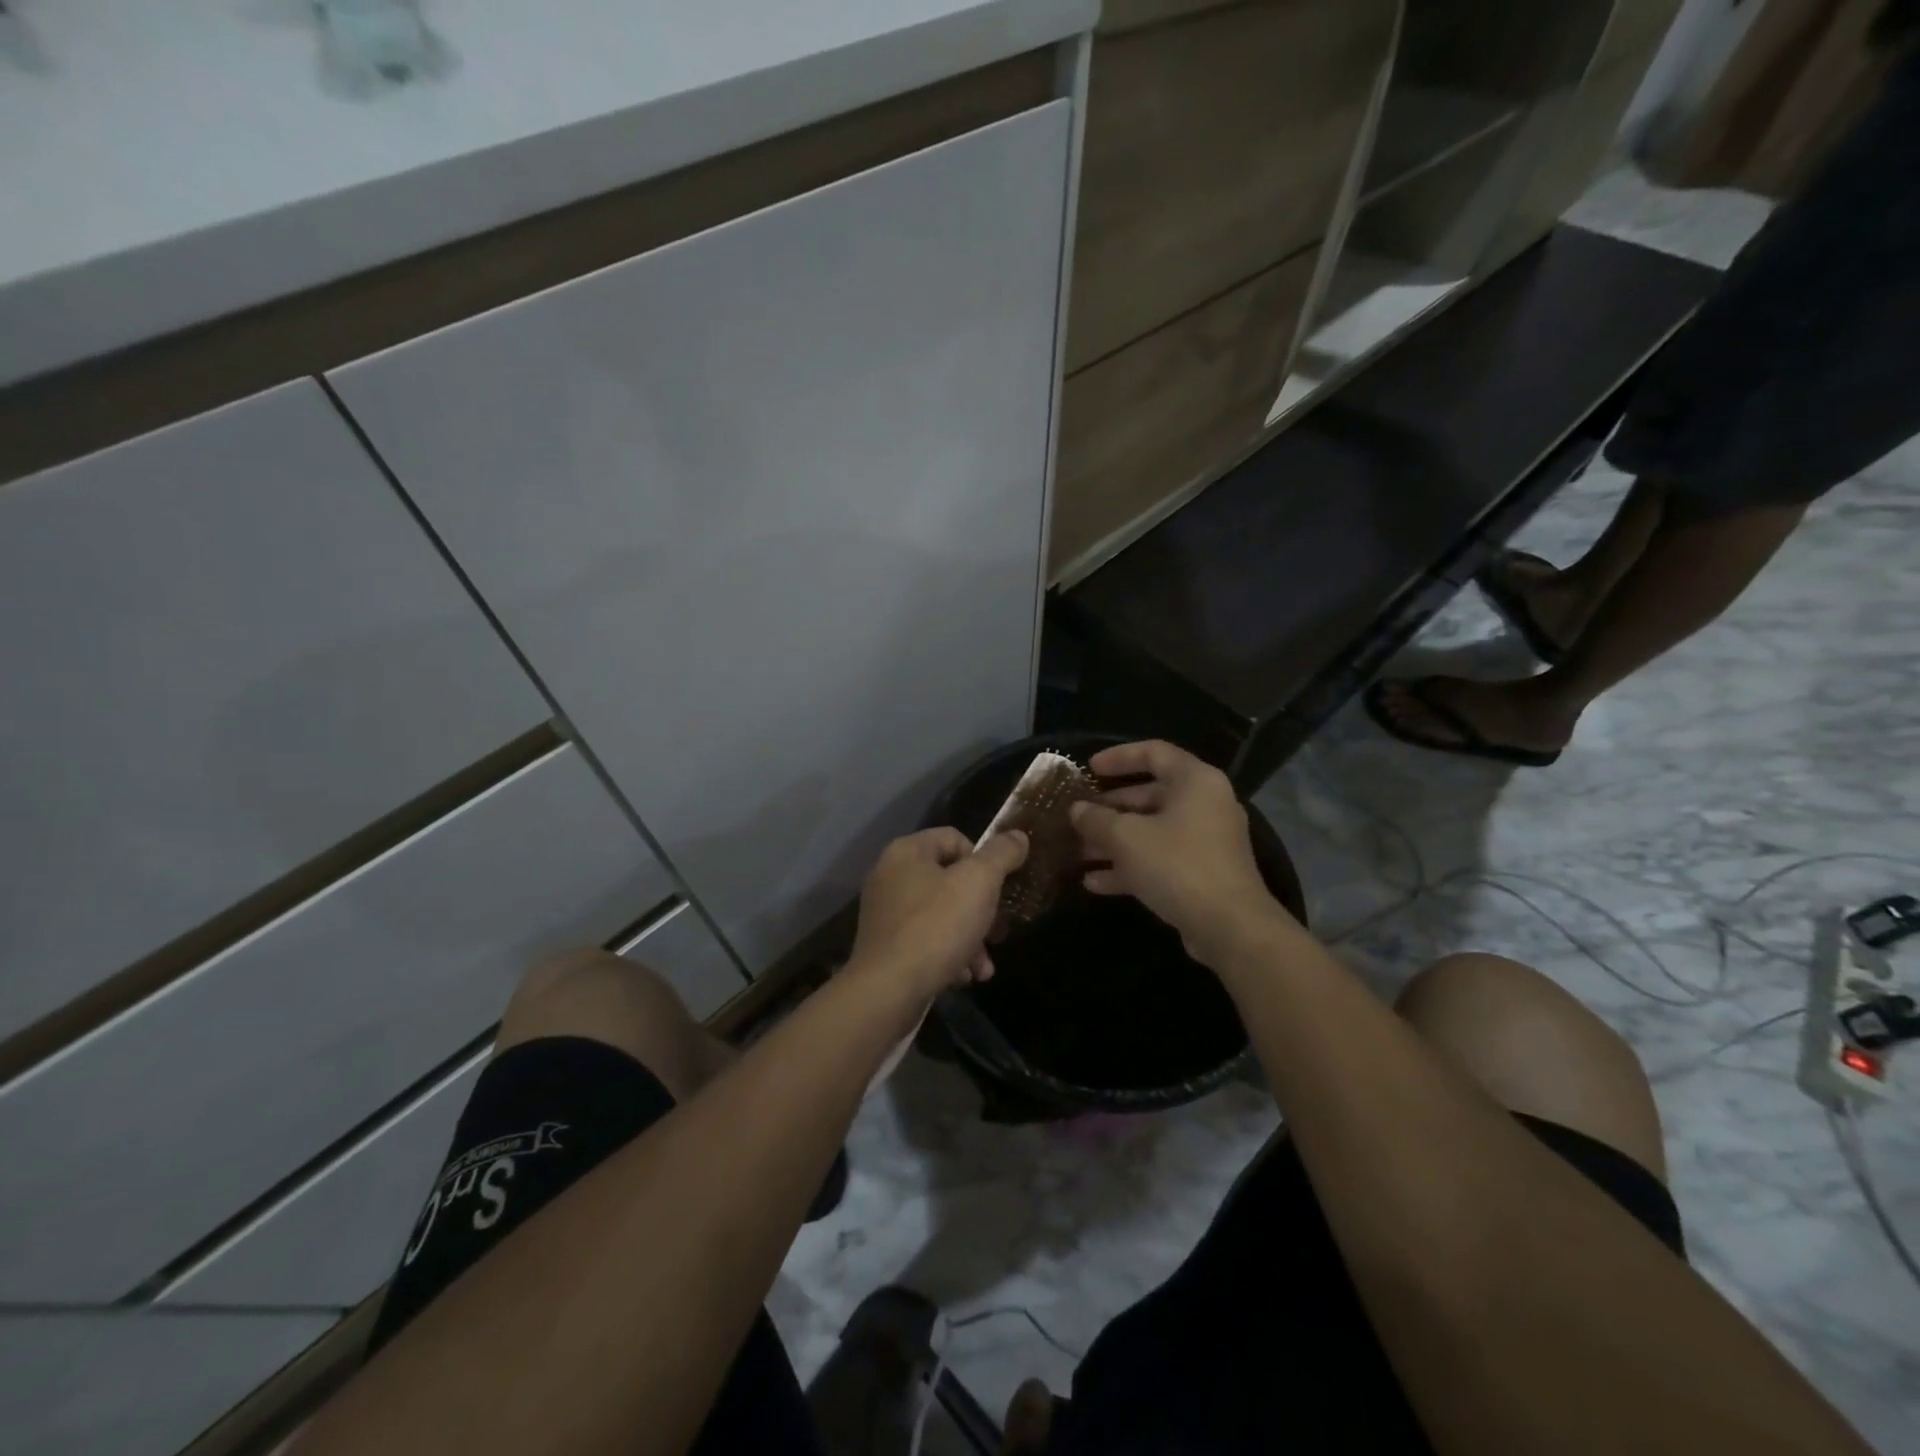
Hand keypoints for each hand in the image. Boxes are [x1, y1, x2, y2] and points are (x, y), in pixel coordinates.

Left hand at [847, 828, 1029, 998]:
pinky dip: (948, 954)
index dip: (983, 861)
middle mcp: (890, 876)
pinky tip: (964, 976)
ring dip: (970, 938)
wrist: (888, 990)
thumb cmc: (936, 927)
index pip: (955, 838)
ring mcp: (884, 912)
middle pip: (950, 880)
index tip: (998, 889)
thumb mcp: (979, 883)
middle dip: (981, 909)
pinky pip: (925, 940)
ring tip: (983, 967)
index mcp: (907, 851)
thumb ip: (1001, 855)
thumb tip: (1017, 836)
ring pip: (941, 914)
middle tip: (997, 933)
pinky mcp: (885, 945)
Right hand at [1071, 741, 1292, 966]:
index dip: (1118, 757)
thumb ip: (1096, 819)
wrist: (1230, 928)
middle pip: (1150, 795)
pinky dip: (1130, 866)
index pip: (1154, 752)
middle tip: (1077, 817)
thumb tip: (1076, 809)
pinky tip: (1094, 882)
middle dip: (1109, 808)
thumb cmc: (1178, 865)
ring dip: (1114, 841)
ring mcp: (1205, 841)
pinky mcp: (1202, 873)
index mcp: (1195, 781)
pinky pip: (1160, 859)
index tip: (1088, 768)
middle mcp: (1204, 804)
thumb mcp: (1126, 838)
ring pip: (1152, 831)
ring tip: (1078, 852)